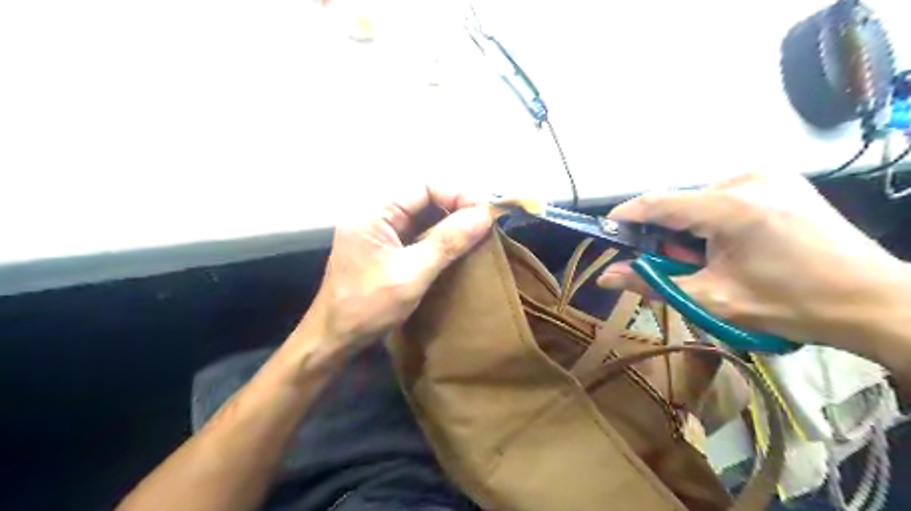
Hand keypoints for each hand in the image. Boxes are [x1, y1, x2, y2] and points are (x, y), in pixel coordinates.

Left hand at [304, 186, 490, 352]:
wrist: (334, 339)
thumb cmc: (368, 306)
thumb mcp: (412, 273)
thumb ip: (448, 242)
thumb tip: (484, 215)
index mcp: (374, 211)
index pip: (424, 186)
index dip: (457, 194)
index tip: (484, 214)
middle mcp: (376, 214)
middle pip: (424, 198)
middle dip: (456, 208)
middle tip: (485, 225)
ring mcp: (380, 231)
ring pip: (423, 216)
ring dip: (450, 223)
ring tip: (477, 235)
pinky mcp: (385, 248)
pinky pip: (417, 233)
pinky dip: (439, 238)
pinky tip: (457, 248)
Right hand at [599, 172, 910, 351]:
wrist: (872, 300)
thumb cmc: (790, 304)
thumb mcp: (712, 299)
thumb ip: (652, 284)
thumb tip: (605, 277)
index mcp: (729, 207)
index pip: (657, 202)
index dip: (625, 217)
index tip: (607, 233)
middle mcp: (746, 178)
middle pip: (679, 203)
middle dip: (667, 234)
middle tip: (678, 265)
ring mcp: (767, 174)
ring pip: (700, 199)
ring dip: (691, 228)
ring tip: (712, 259)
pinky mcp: (781, 178)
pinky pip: (725, 195)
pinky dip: (714, 219)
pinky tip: (734, 243)